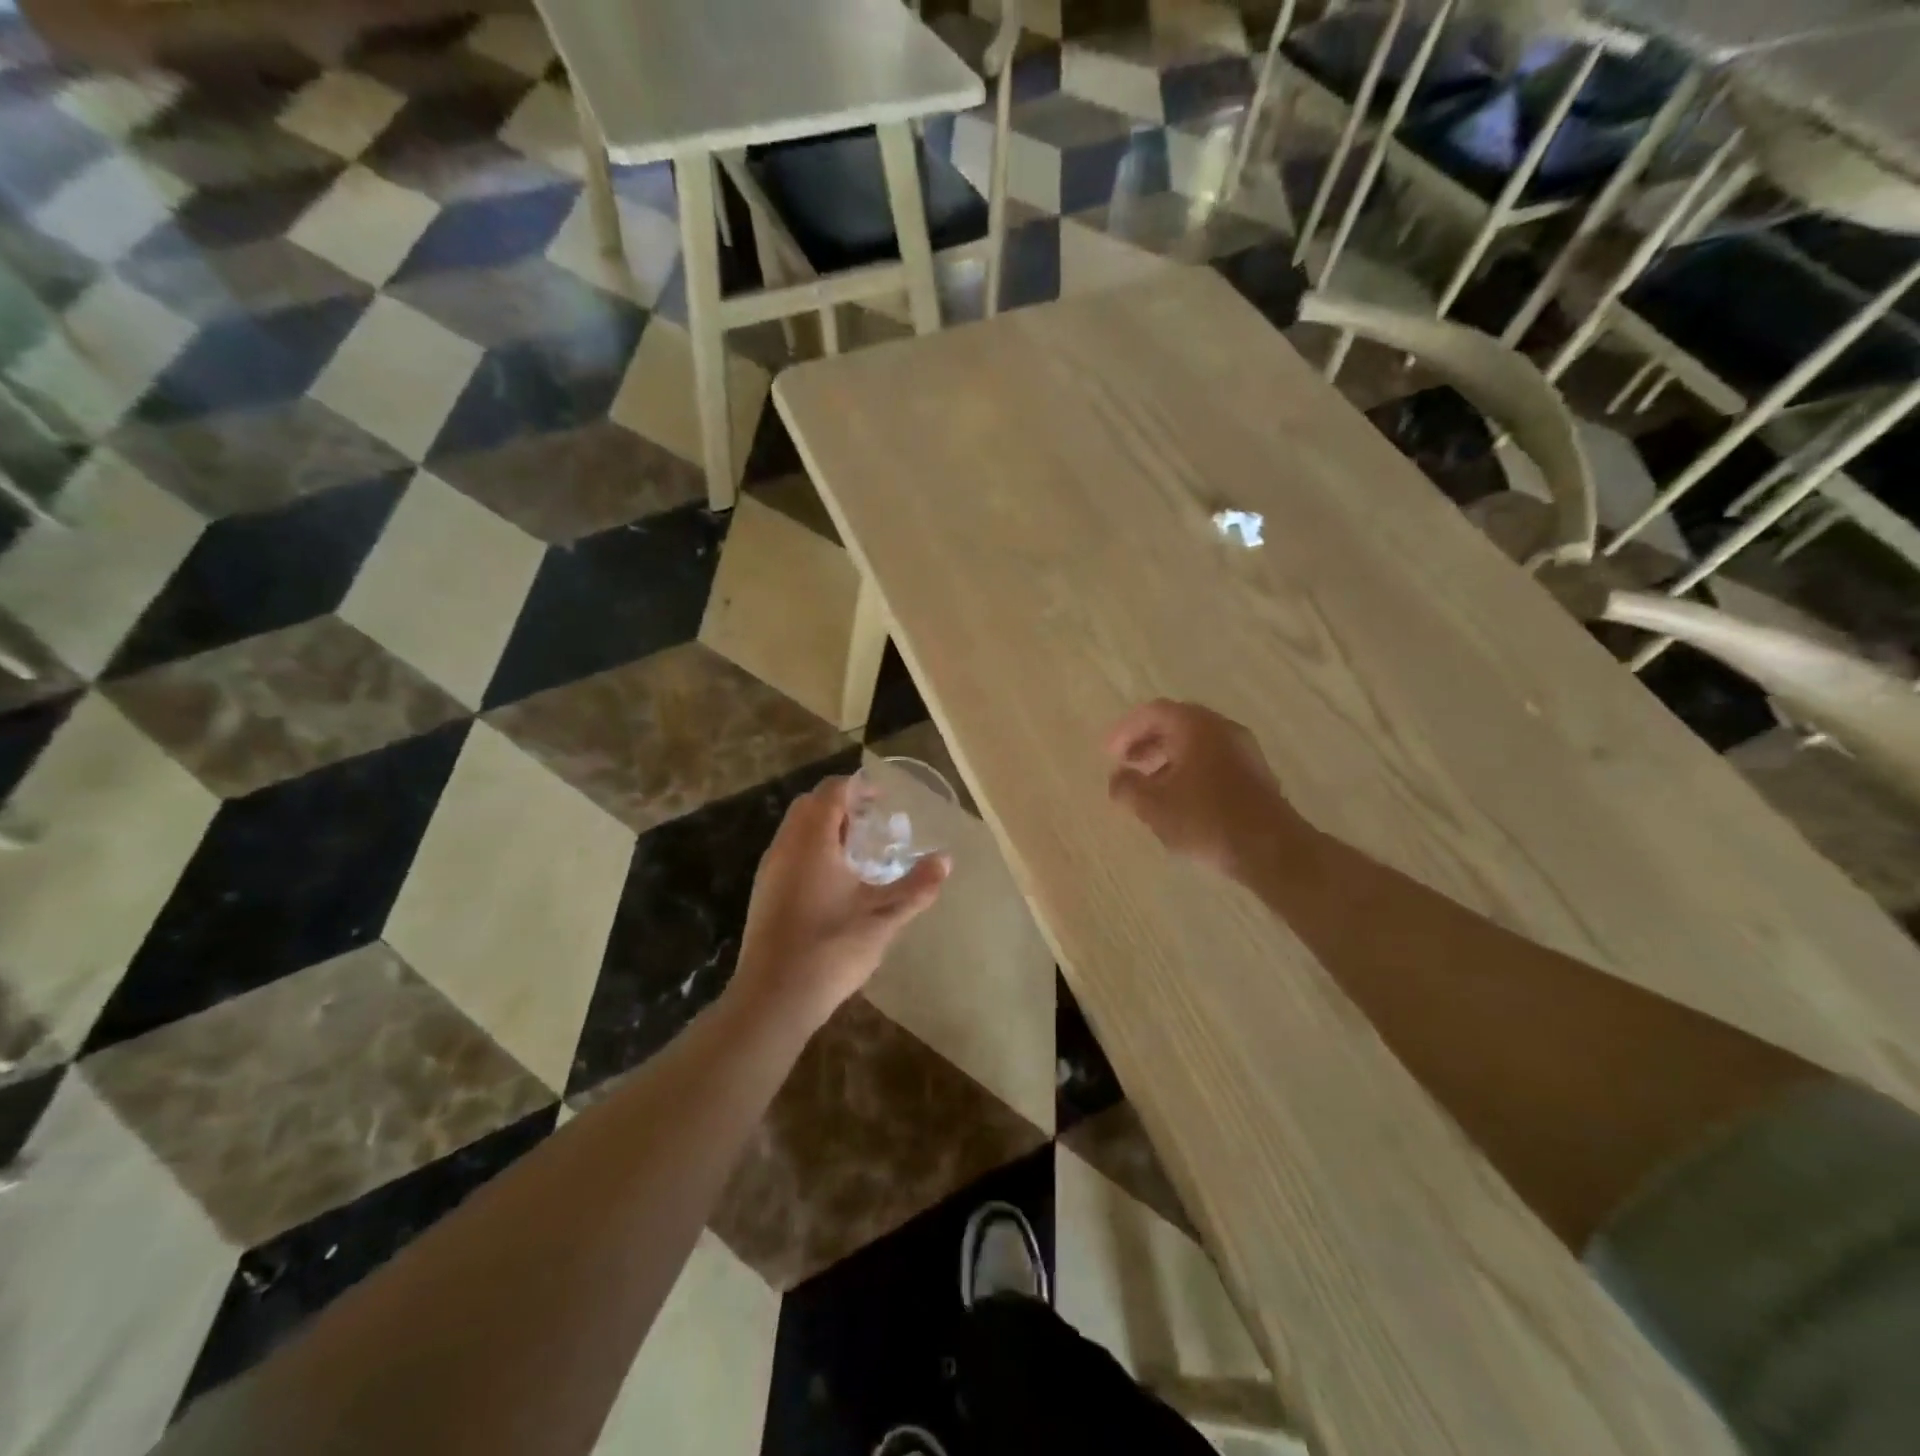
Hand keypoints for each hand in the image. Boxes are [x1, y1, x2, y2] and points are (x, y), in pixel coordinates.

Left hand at [731, 775, 949, 1029]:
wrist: (774, 998)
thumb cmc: (831, 948)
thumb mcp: (883, 917)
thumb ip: (916, 886)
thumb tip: (946, 860)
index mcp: (812, 841)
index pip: (832, 791)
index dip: (858, 787)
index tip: (883, 797)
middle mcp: (785, 847)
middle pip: (809, 805)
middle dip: (840, 804)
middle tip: (872, 821)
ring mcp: (770, 871)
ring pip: (796, 830)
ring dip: (824, 828)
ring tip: (857, 850)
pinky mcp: (763, 894)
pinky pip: (788, 853)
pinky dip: (811, 849)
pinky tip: (834, 881)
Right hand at [1104, 700, 1307, 877]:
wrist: (1271, 849)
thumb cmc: (1206, 819)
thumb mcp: (1154, 806)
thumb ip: (1127, 787)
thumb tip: (1118, 778)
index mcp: (1196, 726)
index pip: (1153, 712)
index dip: (1126, 730)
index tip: (1109, 753)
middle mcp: (1222, 728)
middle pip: (1176, 723)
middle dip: (1146, 742)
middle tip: (1126, 764)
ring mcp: (1243, 750)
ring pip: (1195, 743)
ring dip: (1167, 758)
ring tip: (1148, 786)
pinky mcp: (1254, 773)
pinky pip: (1212, 759)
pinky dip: (1188, 769)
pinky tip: (1178, 798)